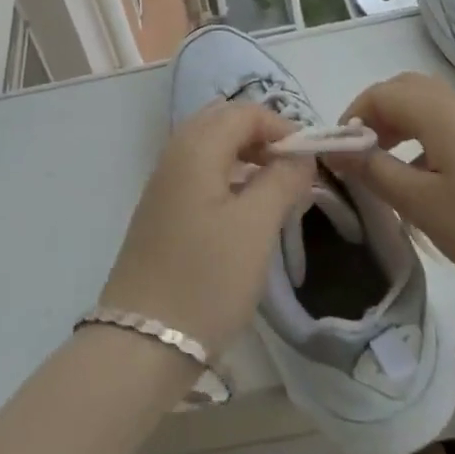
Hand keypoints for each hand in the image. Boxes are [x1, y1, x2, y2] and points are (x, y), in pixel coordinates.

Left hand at [100, 103, 314, 356]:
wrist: (143, 341)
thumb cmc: (206, 278)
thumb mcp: (256, 227)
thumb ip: (282, 180)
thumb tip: (300, 156)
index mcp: (196, 147)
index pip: (245, 112)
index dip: (281, 126)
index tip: (310, 159)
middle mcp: (175, 154)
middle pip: (224, 121)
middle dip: (262, 135)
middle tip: (293, 169)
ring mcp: (163, 182)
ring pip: (211, 146)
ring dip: (246, 155)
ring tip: (276, 188)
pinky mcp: (161, 209)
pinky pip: (199, 170)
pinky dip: (228, 174)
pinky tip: (245, 207)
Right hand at [329, 73, 454, 306]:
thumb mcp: (424, 205)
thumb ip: (376, 171)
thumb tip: (337, 147)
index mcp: (437, 111)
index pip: (379, 93)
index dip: (352, 117)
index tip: (339, 155)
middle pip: (404, 91)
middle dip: (375, 117)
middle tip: (362, 157)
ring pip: (429, 108)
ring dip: (400, 129)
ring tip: (390, 172)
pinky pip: (450, 127)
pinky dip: (426, 141)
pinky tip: (432, 185)